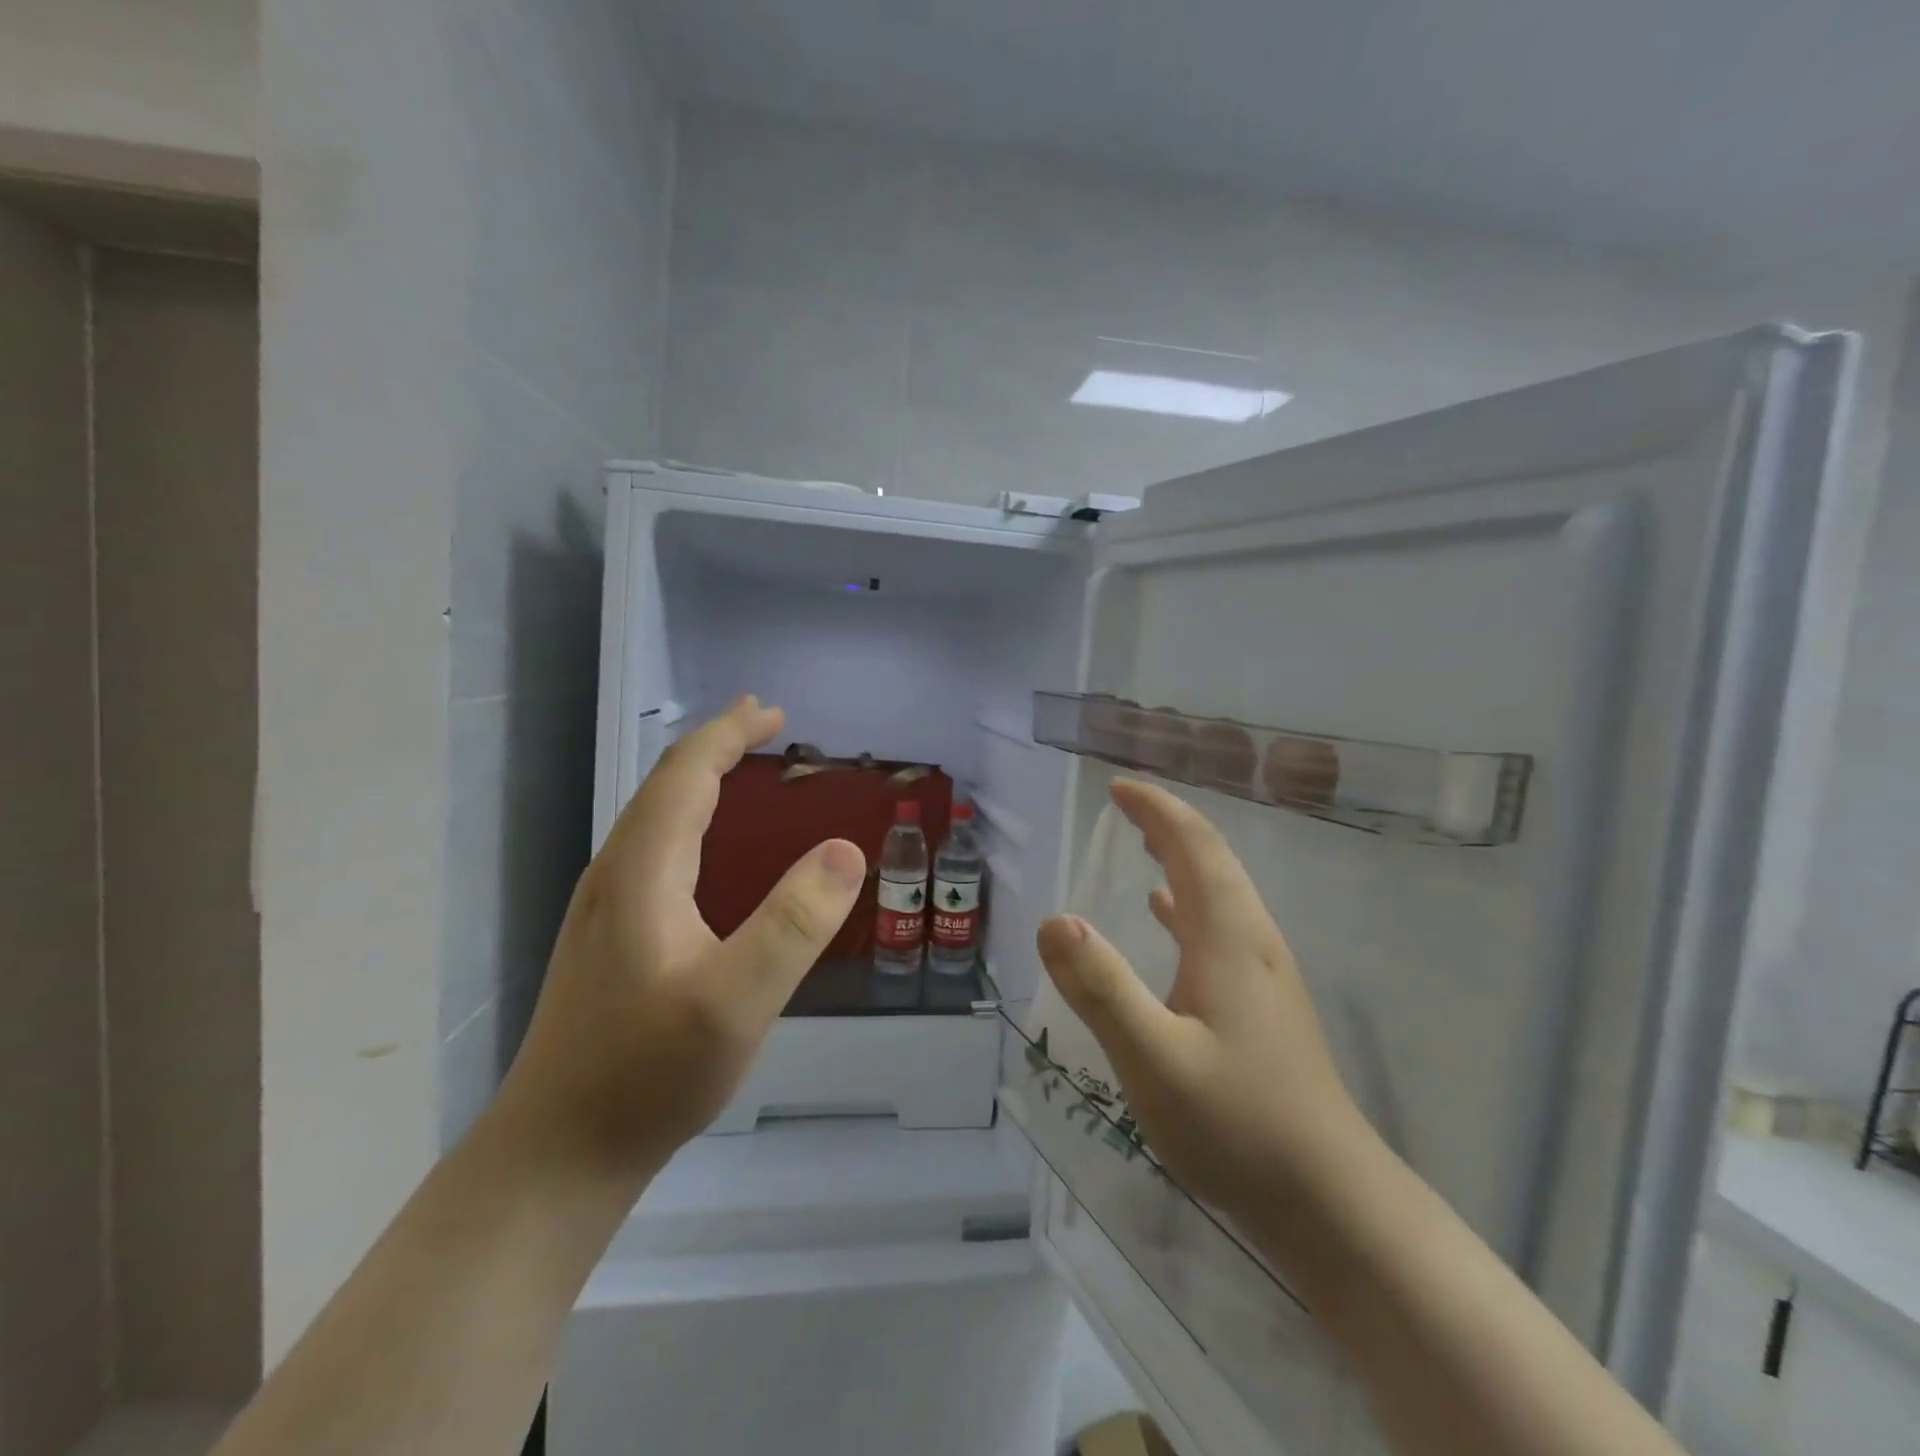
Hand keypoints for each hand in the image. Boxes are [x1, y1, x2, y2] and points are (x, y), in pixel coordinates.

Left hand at [495, 697, 865, 1179]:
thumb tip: (845, 850)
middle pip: (664, 786)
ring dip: (700, 780)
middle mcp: (615, 876)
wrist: (557, 1153)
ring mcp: (605, 909)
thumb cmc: (647, 1074)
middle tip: (767, 727)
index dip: (728, 735)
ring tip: (742, 770)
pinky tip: (709, 850)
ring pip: (653, 817)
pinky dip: (691, 820)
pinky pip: (654, 850)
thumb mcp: (736, 1001)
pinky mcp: (609, 939)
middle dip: (716, 747)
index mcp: (642, 872)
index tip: (773, 712)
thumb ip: (794, 923)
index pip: (684, 775)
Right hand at [1035, 779, 1365, 1218]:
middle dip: (1168, 823)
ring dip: (1180, 857)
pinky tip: (1166, 914)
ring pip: (1219, 892)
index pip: (1194, 846)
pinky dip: (1188, 903)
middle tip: (1125, 803)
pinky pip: (1220, 927)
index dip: (1157, 809)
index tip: (1118, 787)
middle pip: (1212, 860)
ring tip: (1142, 842)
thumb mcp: (1154, 1059)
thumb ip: (1101, 988)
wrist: (1330, 1201)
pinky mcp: (1262, 1004)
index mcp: (1229, 937)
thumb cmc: (1238, 1125)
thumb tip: (1054, 919)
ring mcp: (1263, 974)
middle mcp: (1251, 941)